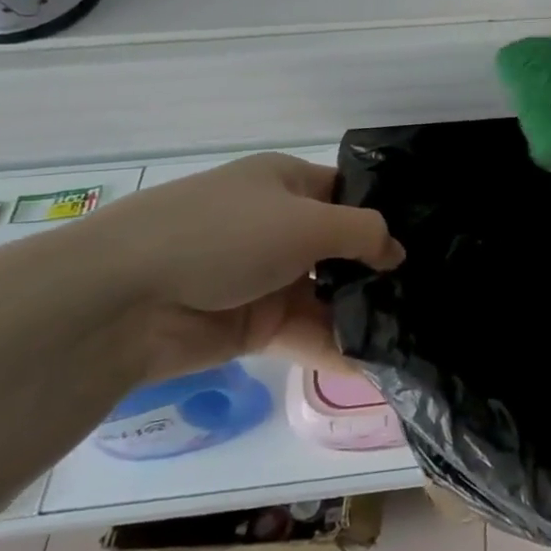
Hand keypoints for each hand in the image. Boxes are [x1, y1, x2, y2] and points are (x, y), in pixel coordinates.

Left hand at [74, 153, 403, 380]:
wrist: (122, 300)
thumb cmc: (224, 235)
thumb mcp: (307, 221)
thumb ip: (364, 233)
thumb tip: (397, 253)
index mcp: (286, 184)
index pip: (349, 194)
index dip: (385, 215)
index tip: (427, 241)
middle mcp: (278, 226)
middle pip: (342, 248)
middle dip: (379, 271)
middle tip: (428, 293)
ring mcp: (264, 277)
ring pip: (326, 294)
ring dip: (361, 313)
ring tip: (410, 333)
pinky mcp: (251, 325)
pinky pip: (305, 333)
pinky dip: (335, 348)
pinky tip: (373, 366)